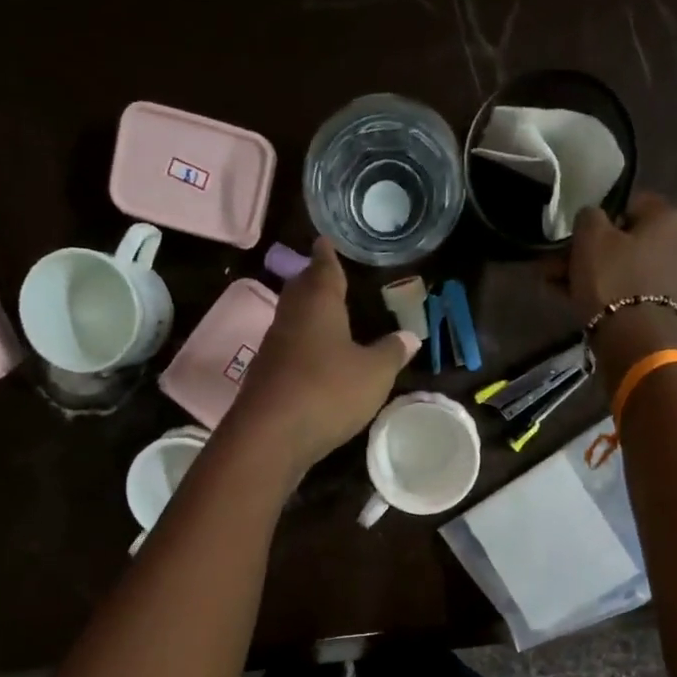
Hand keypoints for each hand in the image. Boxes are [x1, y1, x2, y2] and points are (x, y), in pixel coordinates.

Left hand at [221, 238, 420, 477]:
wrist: (270, 435)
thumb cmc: (328, 391)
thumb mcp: (373, 373)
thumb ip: (391, 353)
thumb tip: (410, 336)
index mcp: (318, 304)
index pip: (323, 269)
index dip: (327, 255)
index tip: (324, 240)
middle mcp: (291, 318)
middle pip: (301, 290)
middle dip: (313, 280)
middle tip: (324, 273)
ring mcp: (274, 347)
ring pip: (292, 319)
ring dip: (306, 313)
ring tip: (323, 313)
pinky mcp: (266, 376)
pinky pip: (288, 349)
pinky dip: (302, 345)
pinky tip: (312, 357)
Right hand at [564, 192, 676, 382]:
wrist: (639, 343)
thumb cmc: (614, 280)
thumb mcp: (590, 237)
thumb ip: (589, 216)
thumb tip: (594, 218)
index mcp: (672, 216)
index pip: (631, 204)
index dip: (599, 219)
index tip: (575, 239)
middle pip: (631, 241)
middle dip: (594, 253)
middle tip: (560, 269)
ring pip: (632, 269)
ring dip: (600, 276)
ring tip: (565, 291)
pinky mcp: (676, 309)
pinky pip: (639, 293)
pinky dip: (616, 296)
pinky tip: (588, 308)